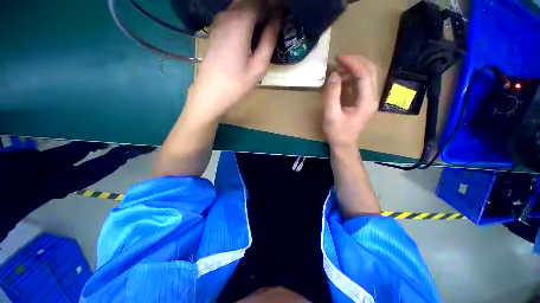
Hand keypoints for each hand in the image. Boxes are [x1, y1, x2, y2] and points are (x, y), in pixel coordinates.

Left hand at [183, 1, 279, 122]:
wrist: (210, 93)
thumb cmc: (236, 85)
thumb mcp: (258, 67)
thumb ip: (269, 40)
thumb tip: (277, 20)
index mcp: (240, 23)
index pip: (261, 2)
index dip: (275, 5)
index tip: (285, 12)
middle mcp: (228, 16)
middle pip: (250, 2)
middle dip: (265, 7)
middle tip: (277, 21)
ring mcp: (219, 22)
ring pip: (240, 7)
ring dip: (255, 12)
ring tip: (267, 26)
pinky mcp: (215, 31)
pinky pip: (233, 16)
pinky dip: (245, 18)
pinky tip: (251, 32)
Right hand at [323, 55, 378, 150]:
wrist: (344, 145)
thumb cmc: (337, 132)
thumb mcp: (331, 115)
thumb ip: (332, 95)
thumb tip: (334, 75)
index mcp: (366, 101)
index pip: (364, 74)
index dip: (352, 63)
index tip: (338, 58)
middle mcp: (372, 97)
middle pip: (371, 70)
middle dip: (356, 61)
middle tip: (339, 59)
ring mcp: (370, 98)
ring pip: (368, 75)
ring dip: (355, 67)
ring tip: (339, 67)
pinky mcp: (364, 100)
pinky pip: (362, 82)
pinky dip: (353, 76)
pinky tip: (342, 78)